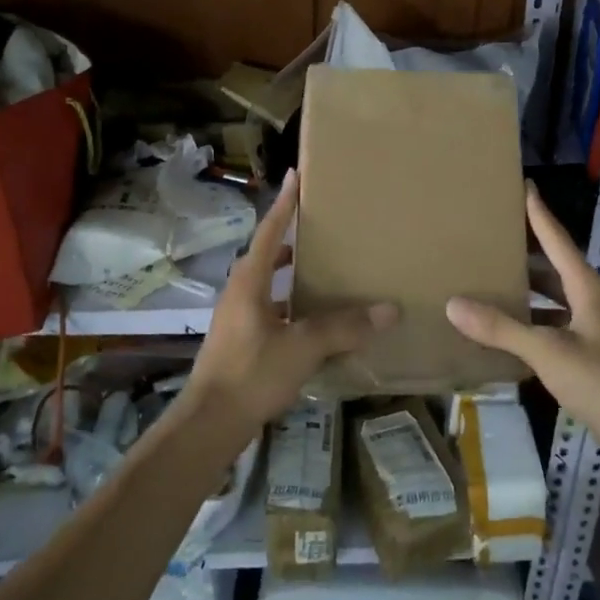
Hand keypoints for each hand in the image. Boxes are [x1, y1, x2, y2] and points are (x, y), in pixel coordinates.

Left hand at [187, 169, 395, 441]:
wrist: (210, 424)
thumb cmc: (251, 374)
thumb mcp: (302, 348)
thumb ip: (344, 328)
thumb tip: (389, 309)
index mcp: (248, 282)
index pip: (269, 232)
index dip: (285, 204)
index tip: (296, 175)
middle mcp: (240, 293)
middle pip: (268, 256)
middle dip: (293, 239)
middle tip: (325, 226)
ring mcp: (239, 319)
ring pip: (271, 286)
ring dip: (295, 276)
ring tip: (329, 269)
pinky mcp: (243, 343)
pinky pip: (274, 311)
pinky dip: (295, 307)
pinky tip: (319, 320)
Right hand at [446, 184, 599, 469]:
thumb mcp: (547, 352)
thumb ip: (501, 329)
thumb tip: (453, 303)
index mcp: (587, 288)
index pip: (557, 240)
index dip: (539, 213)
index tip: (525, 186)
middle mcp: (592, 301)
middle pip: (553, 268)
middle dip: (524, 254)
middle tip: (490, 239)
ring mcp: (594, 329)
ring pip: (553, 300)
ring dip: (526, 293)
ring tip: (489, 282)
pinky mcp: (592, 355)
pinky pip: (554, 326)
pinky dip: (531, 324)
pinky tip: (506, 332)